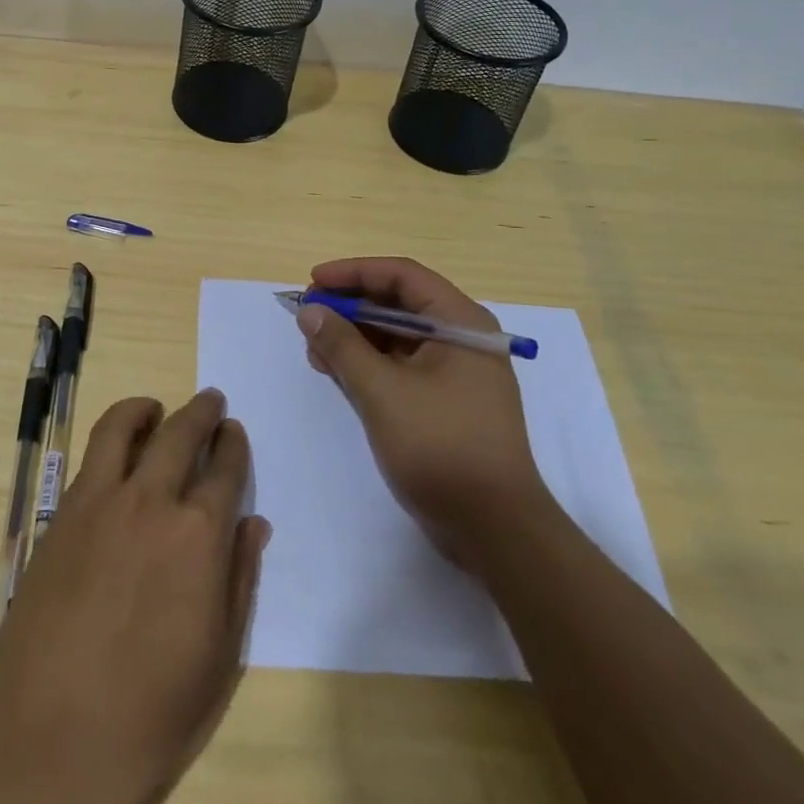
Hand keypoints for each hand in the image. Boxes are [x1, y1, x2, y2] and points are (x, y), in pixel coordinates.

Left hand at [0, 391, 269, 803]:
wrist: (56, 736)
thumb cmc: (153, 708)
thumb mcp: (220, 654)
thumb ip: (240, 576)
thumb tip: (254, 522)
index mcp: (199, 535)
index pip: (225, 468)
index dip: (233, 444)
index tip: (234, 432)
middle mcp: (152, 501)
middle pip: (181, 433)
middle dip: (202, 412)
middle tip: (211, 402)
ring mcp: (101, 502)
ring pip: (125, 427)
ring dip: (146, 409)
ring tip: (156, 408)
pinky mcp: (63, 512)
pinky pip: (90, 456)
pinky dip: (112, 436)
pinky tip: (118, 451)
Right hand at [298, 257, 547, 564]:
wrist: (495, 531)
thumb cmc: (442, 448)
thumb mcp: (383, 392)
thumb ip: (342, 346)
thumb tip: (310, 311)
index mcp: (460, 322)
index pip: (402, 275)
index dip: (354, 272)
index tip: (313, 281)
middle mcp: (461, 338)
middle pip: (397, 303)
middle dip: (349, 306)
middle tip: (307, 316)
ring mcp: (453, 371)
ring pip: (395, 335)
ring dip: (353, 336)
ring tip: (314, 349)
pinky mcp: (444, 401)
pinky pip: (399, 365)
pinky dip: (367, 363)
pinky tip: (335, 371)